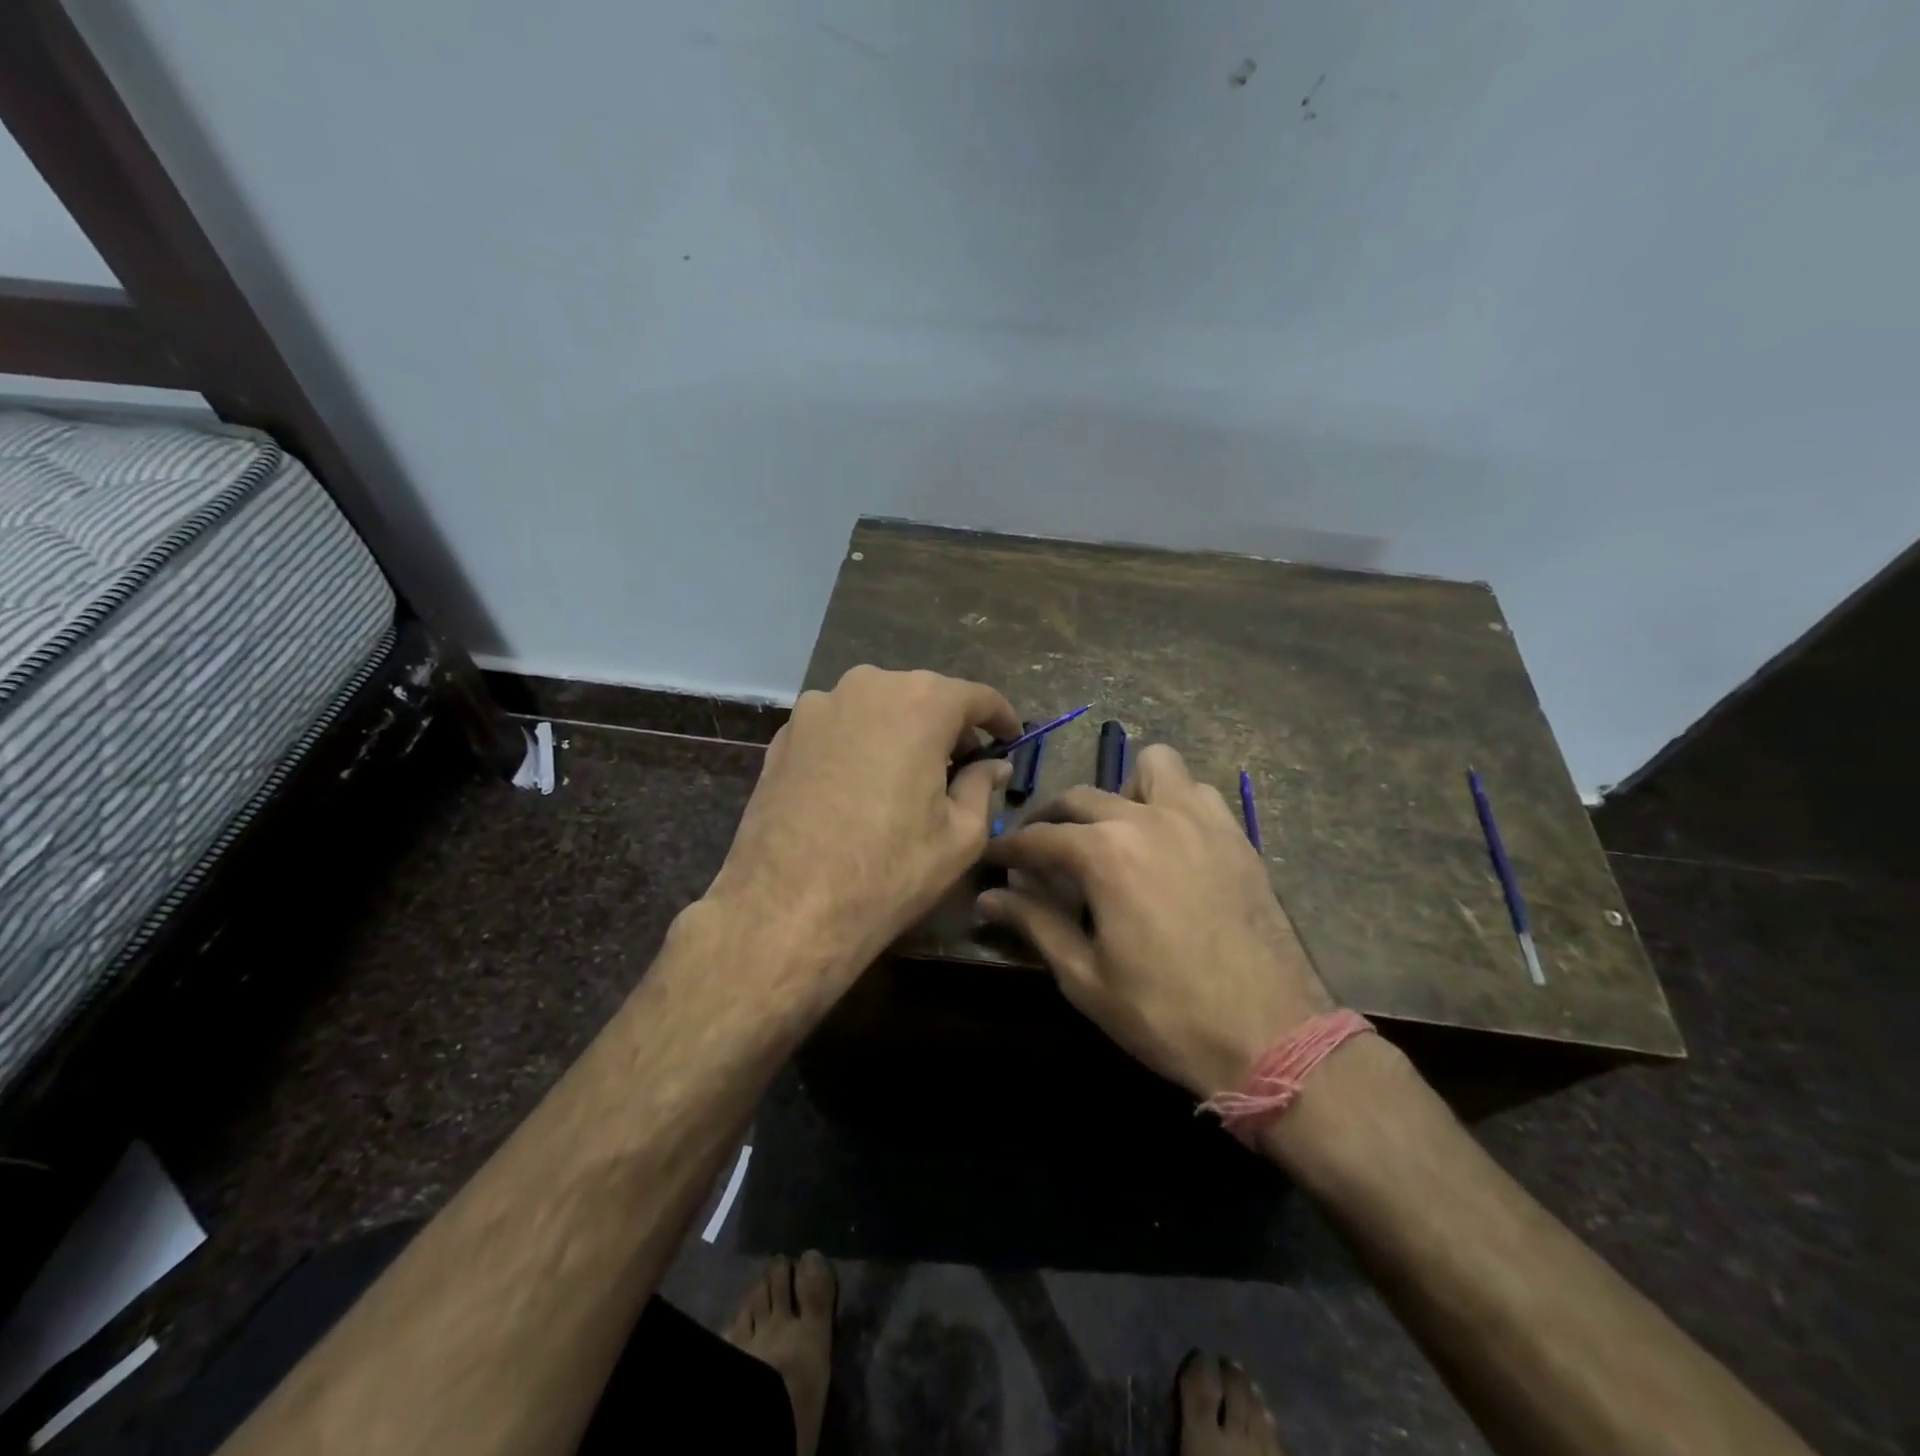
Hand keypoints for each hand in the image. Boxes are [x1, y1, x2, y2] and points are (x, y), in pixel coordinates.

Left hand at [704, 665, 1019, 1005]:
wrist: (784, 909)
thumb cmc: (888, 871)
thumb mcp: (959, 836)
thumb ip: (981, 786)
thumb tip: (992, 765)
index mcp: (920, 703)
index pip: (976, 696)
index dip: (1000, 718)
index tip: (1012, 740)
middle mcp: (867, 686)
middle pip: (922, 697)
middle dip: (948, 727)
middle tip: (963, 767)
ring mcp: (817, 707)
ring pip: (877, 709)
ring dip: (901, 733)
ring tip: (908, 778)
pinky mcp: (784, 735)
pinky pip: (838, 728)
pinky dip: (860, 745)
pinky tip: (861, 787)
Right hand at [979, 743, 1332, 1098]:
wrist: (1273, 1035)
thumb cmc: (1166, 1013)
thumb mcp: (1085, 977)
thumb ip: (1034, 924)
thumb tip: (988, 897)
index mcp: (1105, 853)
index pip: (1038, 837)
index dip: (1008, 849)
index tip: (991, 859)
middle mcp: (1147, 817)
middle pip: (1080, 797)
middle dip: (1050, 820)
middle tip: (1040, 855)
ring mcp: (1198, 819)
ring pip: (1149, 767)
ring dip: (1121, 792)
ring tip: (1115, 834)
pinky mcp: (1234, 833)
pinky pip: (1196, 790)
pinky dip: (1172, 800)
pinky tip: (1168, 841)